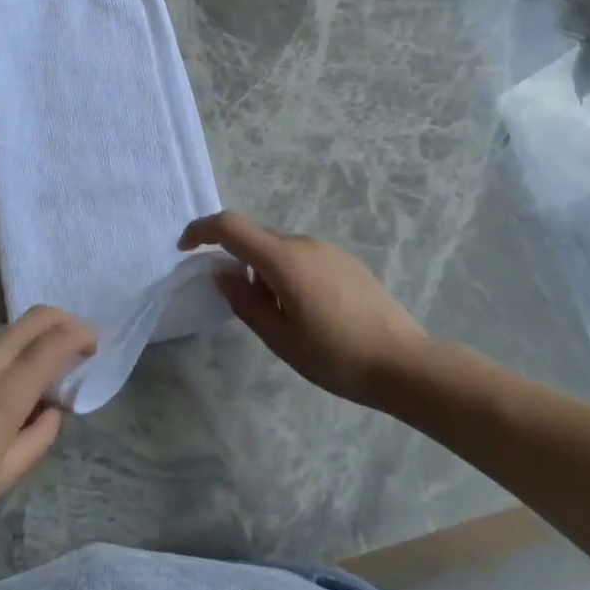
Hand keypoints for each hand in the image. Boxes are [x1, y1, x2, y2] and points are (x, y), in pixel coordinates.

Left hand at [0, 307, 96, 545]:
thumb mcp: (5, 475)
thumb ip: (40, 436)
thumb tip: (54, 409)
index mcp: (6, 393)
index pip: (55, 342)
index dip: (81, 334)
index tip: (92, 346)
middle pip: (34, 319)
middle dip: (62, 321)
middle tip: (73, 343)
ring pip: (6, 330)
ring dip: (28, 339)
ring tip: (28, 370)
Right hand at [180, 212, 430, 406]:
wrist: (404, 363)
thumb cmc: (336, 356)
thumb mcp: (280, 338)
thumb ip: (244, 303)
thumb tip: (222, 274)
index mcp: (284, 260)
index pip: (231, 226)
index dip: (202, 230)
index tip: (185, 248)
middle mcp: (305, 244)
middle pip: (256, 236)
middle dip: (235, 258)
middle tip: (235, 300)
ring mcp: (328, 250)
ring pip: (280, 248)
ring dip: (263, 269)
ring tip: (276, 315)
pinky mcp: (346, 261)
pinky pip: (302, 256)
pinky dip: (286, 272)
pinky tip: (304, 310)